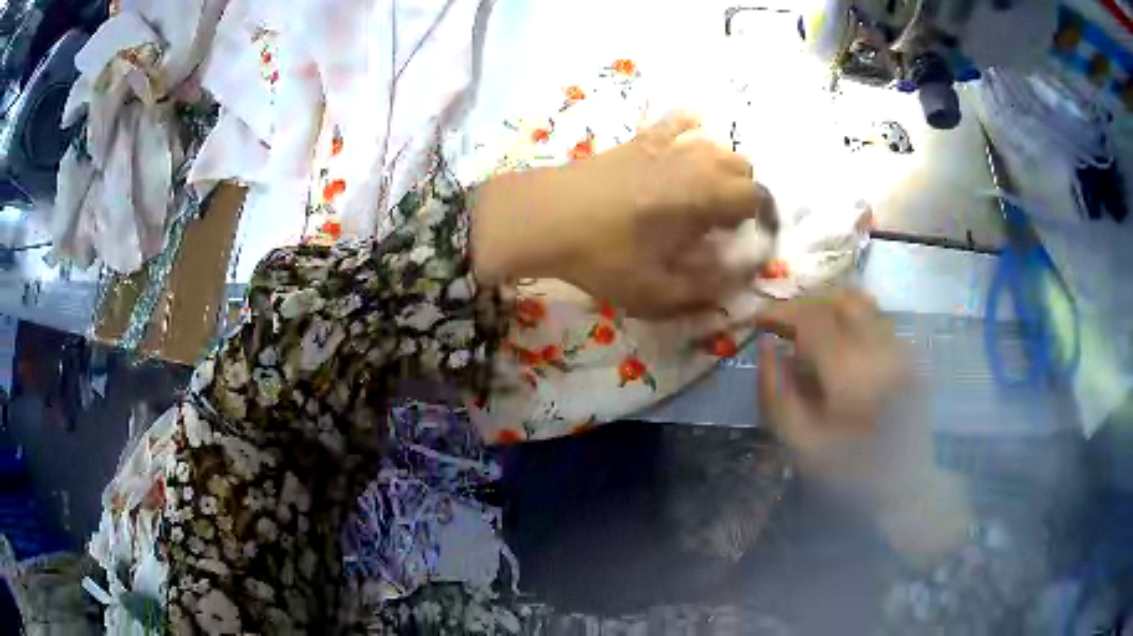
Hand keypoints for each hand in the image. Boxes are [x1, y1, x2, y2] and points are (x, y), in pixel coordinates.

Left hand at [473, 115, 775, 317]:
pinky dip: (690, 129)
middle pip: (741, 167)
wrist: (543, 216)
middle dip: (743, 195)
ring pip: (715, 146)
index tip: (748, 240)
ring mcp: (665, 145)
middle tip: (724, 225)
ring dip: (722, 169)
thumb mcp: (655, 289)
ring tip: (705, 197)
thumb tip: (738, 280)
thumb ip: (704, 288)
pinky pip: (675, 123)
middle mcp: (693, 162)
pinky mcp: (639, 140)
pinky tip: (690, 136)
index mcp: (704, 195)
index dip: (760, 220)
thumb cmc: (601, 255)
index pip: (755, 197)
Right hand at [756, 291, 972, 555]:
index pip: (812, 320)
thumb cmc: (849, 473)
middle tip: (785, 325)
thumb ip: (776, 393)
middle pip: (839, 301)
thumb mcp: (800, 444)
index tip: (759, 319)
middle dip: (807, 306)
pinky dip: (852, 321)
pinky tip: (841, 347)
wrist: (906, 486)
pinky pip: (877, 320)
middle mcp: (882, 352)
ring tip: (811, 332)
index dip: (781, 312)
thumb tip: (766, 346)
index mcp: (851, 377)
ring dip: (830, 309)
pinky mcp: (912, 354)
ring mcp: (902, 350)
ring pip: (862, 304)